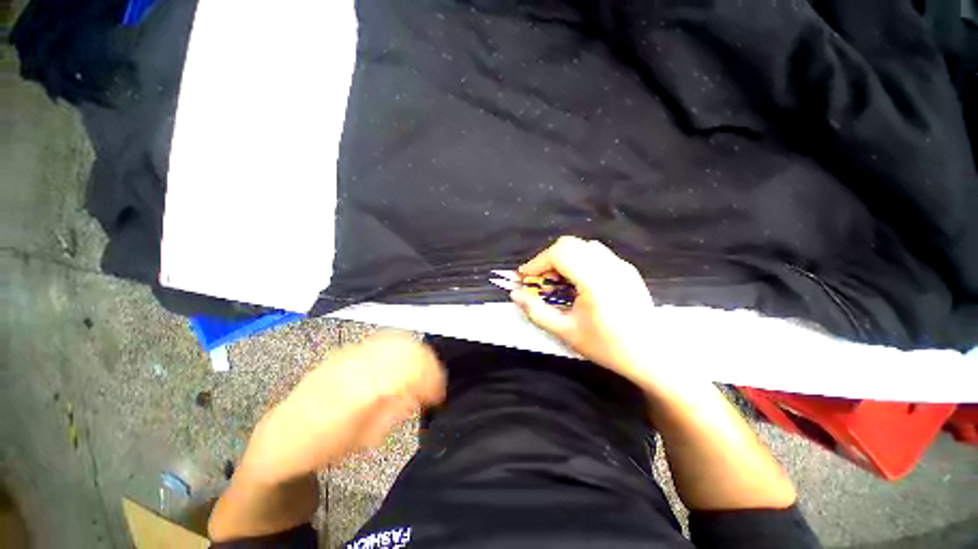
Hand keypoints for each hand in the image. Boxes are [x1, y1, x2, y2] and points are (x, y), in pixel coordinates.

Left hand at [239, 332, 445, 484]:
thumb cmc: (325, 447)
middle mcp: (359, 363)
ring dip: (415, 352)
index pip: (411, 369)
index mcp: (364, 389)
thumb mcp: (367, 438)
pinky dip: (400, 346)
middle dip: (427, 363)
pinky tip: (401, 360)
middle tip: (433, 381)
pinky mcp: (346, 350)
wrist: (281, 438)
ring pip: (396, 339)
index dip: (432, 378)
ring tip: (420, 370)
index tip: (439, 394)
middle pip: (407, 348)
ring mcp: (351, 353)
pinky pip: (382, 339)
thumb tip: (423, 392)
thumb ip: (398, 409)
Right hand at [510, 236, 656, 385]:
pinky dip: (578, 261)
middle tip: (540, 281)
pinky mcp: (626, 269)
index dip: (536, 262)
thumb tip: (514, 295)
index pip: (559, 253)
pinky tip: (578, 283)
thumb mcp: (566, 332)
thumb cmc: (608, 346)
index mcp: (595, 280)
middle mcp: (609, 265)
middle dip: (547, 259)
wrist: (652, 356)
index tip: (524, 277)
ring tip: (557, 282)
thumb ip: (536, 311)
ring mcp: (620, 265)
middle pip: (569, 244)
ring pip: (582, 247)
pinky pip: (596, 254)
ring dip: (563, 259)